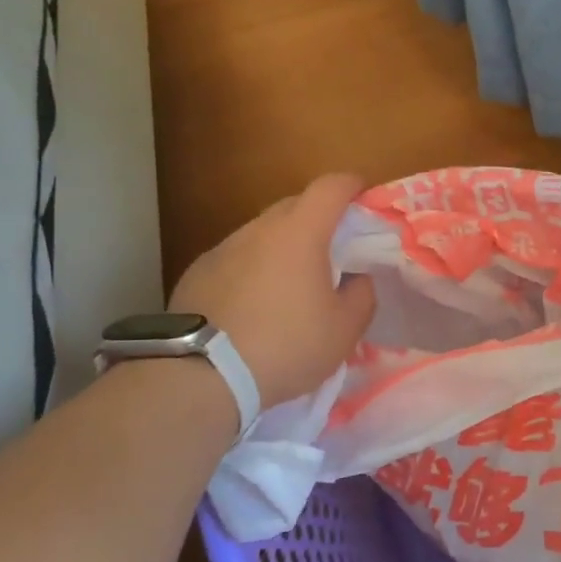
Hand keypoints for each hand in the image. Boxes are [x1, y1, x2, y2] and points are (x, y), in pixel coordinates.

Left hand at [168, 174, 377, 410]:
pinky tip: (253, 305)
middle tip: (333, 249)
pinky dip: (252, 269)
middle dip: (318, 217)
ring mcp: (223, 248)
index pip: (330, 187)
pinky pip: (236, 258)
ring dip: (282, 246)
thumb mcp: (344, 330)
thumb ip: (362, 294)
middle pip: (295, 205)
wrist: (203, 376)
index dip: (351, 185)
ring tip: (290, 284)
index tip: (363, 196)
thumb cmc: (286, 346)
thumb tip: (356, 278)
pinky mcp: (197, 272)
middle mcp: (259, 229)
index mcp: (300, 233)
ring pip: (262, 233)